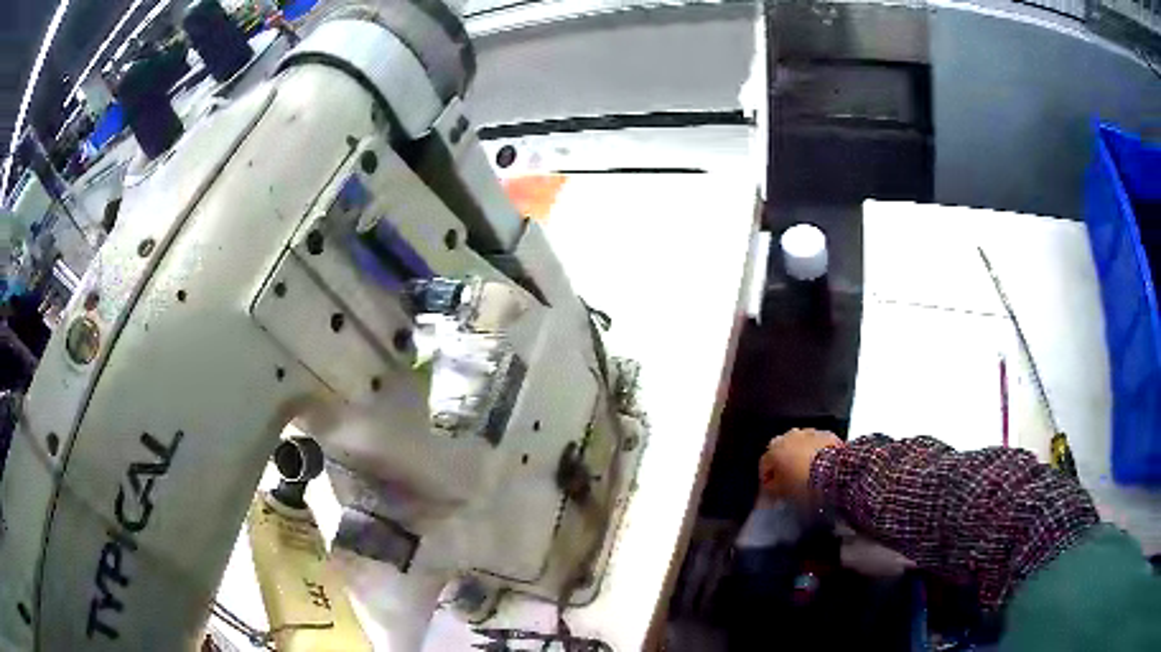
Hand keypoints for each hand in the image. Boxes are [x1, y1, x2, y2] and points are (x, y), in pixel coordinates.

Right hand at [759, 428, 841, 504]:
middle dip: (784, 465)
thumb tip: (770, 488)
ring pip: (799, 445)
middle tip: (789, 481)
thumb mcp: (781, 492)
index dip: (767, 480)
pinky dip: (815, 453)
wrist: (835, 472)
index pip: (763, 464)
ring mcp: (808, 432)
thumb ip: (771, 489)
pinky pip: (815, 444)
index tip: (772, 490)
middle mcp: (789, 436)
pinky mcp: (826, 434)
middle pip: (781, 451)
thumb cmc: (804, 482)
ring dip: (800, 457)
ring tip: (806, 474)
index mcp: (773, 449)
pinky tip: (819, 467)